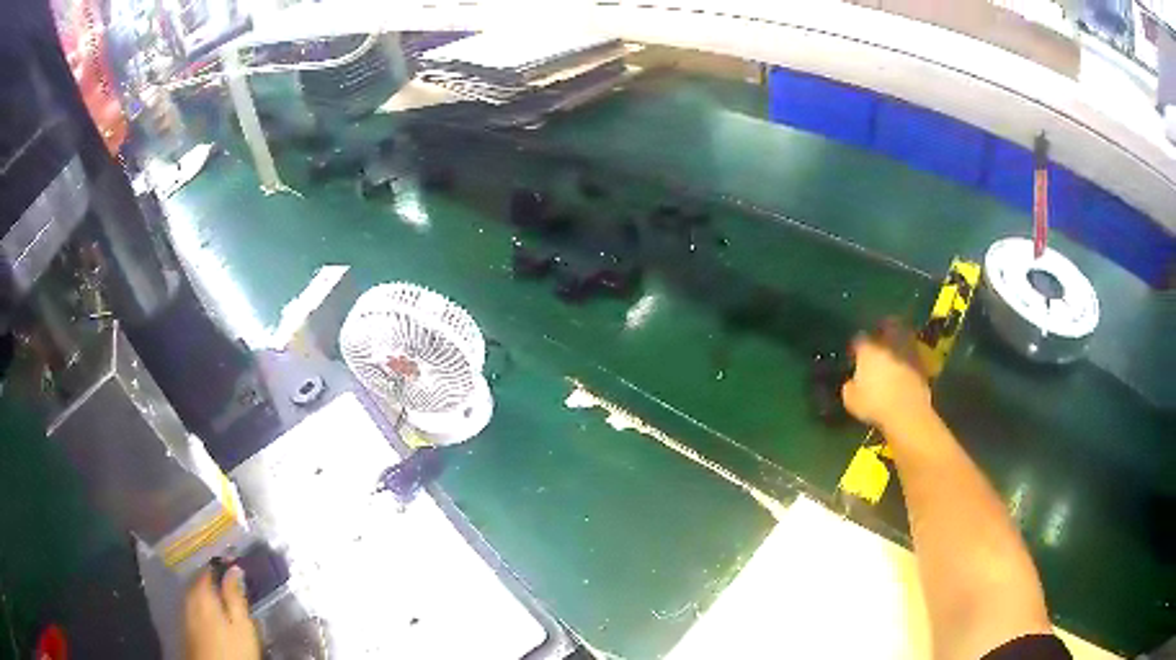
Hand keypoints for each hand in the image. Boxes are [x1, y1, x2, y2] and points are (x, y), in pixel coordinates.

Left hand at [184, 566, 260, 659]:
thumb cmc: (232, 650)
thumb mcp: (241, 625)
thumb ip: (235, 596)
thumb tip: (234, 568)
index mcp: (202, 592)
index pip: (210, 569)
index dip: (224, 567)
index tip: (238, 569)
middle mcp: (188, 596)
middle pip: (202, 582)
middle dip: (216, 584)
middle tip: (234, 591)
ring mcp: (184, 611)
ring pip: (198, 596)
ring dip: (210, 597)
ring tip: (226, 606)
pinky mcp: (185, 626)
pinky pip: (195, 608)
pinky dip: (205, 609)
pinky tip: (215, 620)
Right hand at [841, 323, 931, 430]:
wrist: (907, 413)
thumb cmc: (875, 404)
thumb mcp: (851, 400)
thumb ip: (849, 386)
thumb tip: (852, 382)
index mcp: (868, 349)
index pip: (859, 338)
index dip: (856, 347)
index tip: (854, 356)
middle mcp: (889, 343)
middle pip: (887, 325)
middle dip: (882, 330)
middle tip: (878, 341)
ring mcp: (907, 351)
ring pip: (903, 336)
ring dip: (898, 342)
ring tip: (892, 354)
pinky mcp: (922, 363)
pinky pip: (912, 354)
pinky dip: (907, 357)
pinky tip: (903, 369)